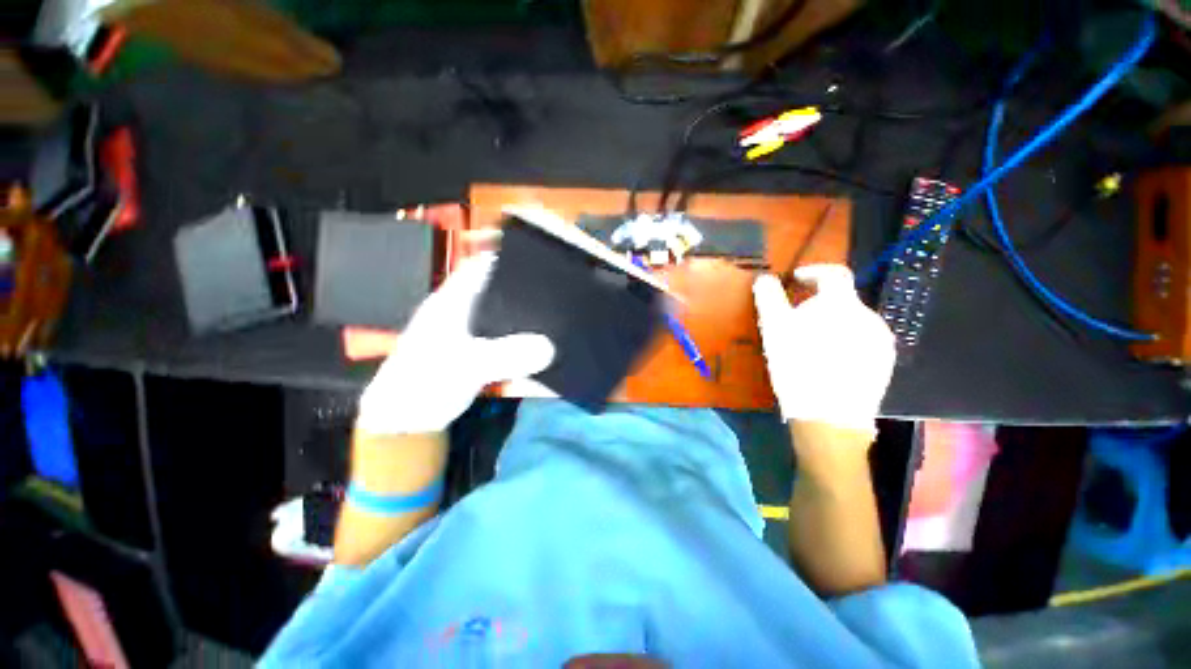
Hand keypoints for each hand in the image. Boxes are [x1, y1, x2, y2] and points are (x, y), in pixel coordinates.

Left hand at [356, 253, 554, 434]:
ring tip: (558, 316)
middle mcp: (464, 311)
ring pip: (505, 316)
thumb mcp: (467, 365)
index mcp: (454, 301)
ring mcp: (472, 333)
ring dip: (527, 318)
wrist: (407, 420)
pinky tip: (542, 343)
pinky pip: (507, 339)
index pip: (482, 267)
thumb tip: (550, 348)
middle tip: (558, 293)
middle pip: (500, 290)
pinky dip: (523, 339)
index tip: (543, 263)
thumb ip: (507, 355)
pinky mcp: (479, 353)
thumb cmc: (425, 382)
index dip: (509, 260)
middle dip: (526, 291)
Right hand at [752, 264, 895, 432]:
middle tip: (794, 323)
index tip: (795, 281)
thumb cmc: (797, 366)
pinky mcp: (885, 362)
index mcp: (843, 304)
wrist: (829, 415)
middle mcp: (870, 316)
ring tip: (810, 345)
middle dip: (817, 305)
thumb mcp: (774, 329)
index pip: (834, 273)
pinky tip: (828, 361)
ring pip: (852, 321)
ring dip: (831, 323)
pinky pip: (862, 340)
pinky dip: (844, 341)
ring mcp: (882, 341)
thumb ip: (769, 298)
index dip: (813, 272)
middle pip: (841, 301)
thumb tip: (764, 277)